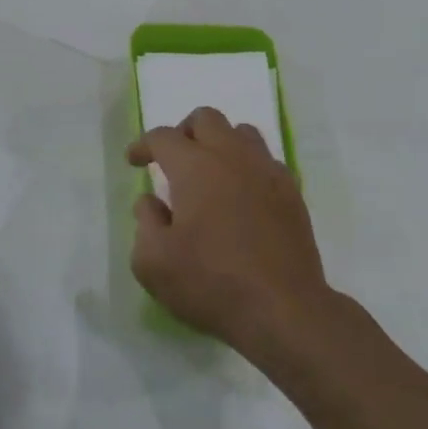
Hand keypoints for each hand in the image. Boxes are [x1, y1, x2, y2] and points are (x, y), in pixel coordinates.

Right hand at [127, 108, 331, 360]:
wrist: (284, 310)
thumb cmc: (211, 283)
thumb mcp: (153, 262)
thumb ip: (145, 222)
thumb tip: (151, 201)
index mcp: (195, 167)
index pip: (163, 137)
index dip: (143, 145)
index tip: (134, 161)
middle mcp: (232, 157)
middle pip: (206, 119)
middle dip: (183, 131)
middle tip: (173, 160)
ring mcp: (267, 172)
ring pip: (242, 133)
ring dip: (220, 143)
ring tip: (209, 173)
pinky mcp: (292, 193)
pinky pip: (267, 161)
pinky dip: (248, 167)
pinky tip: (242, 195)